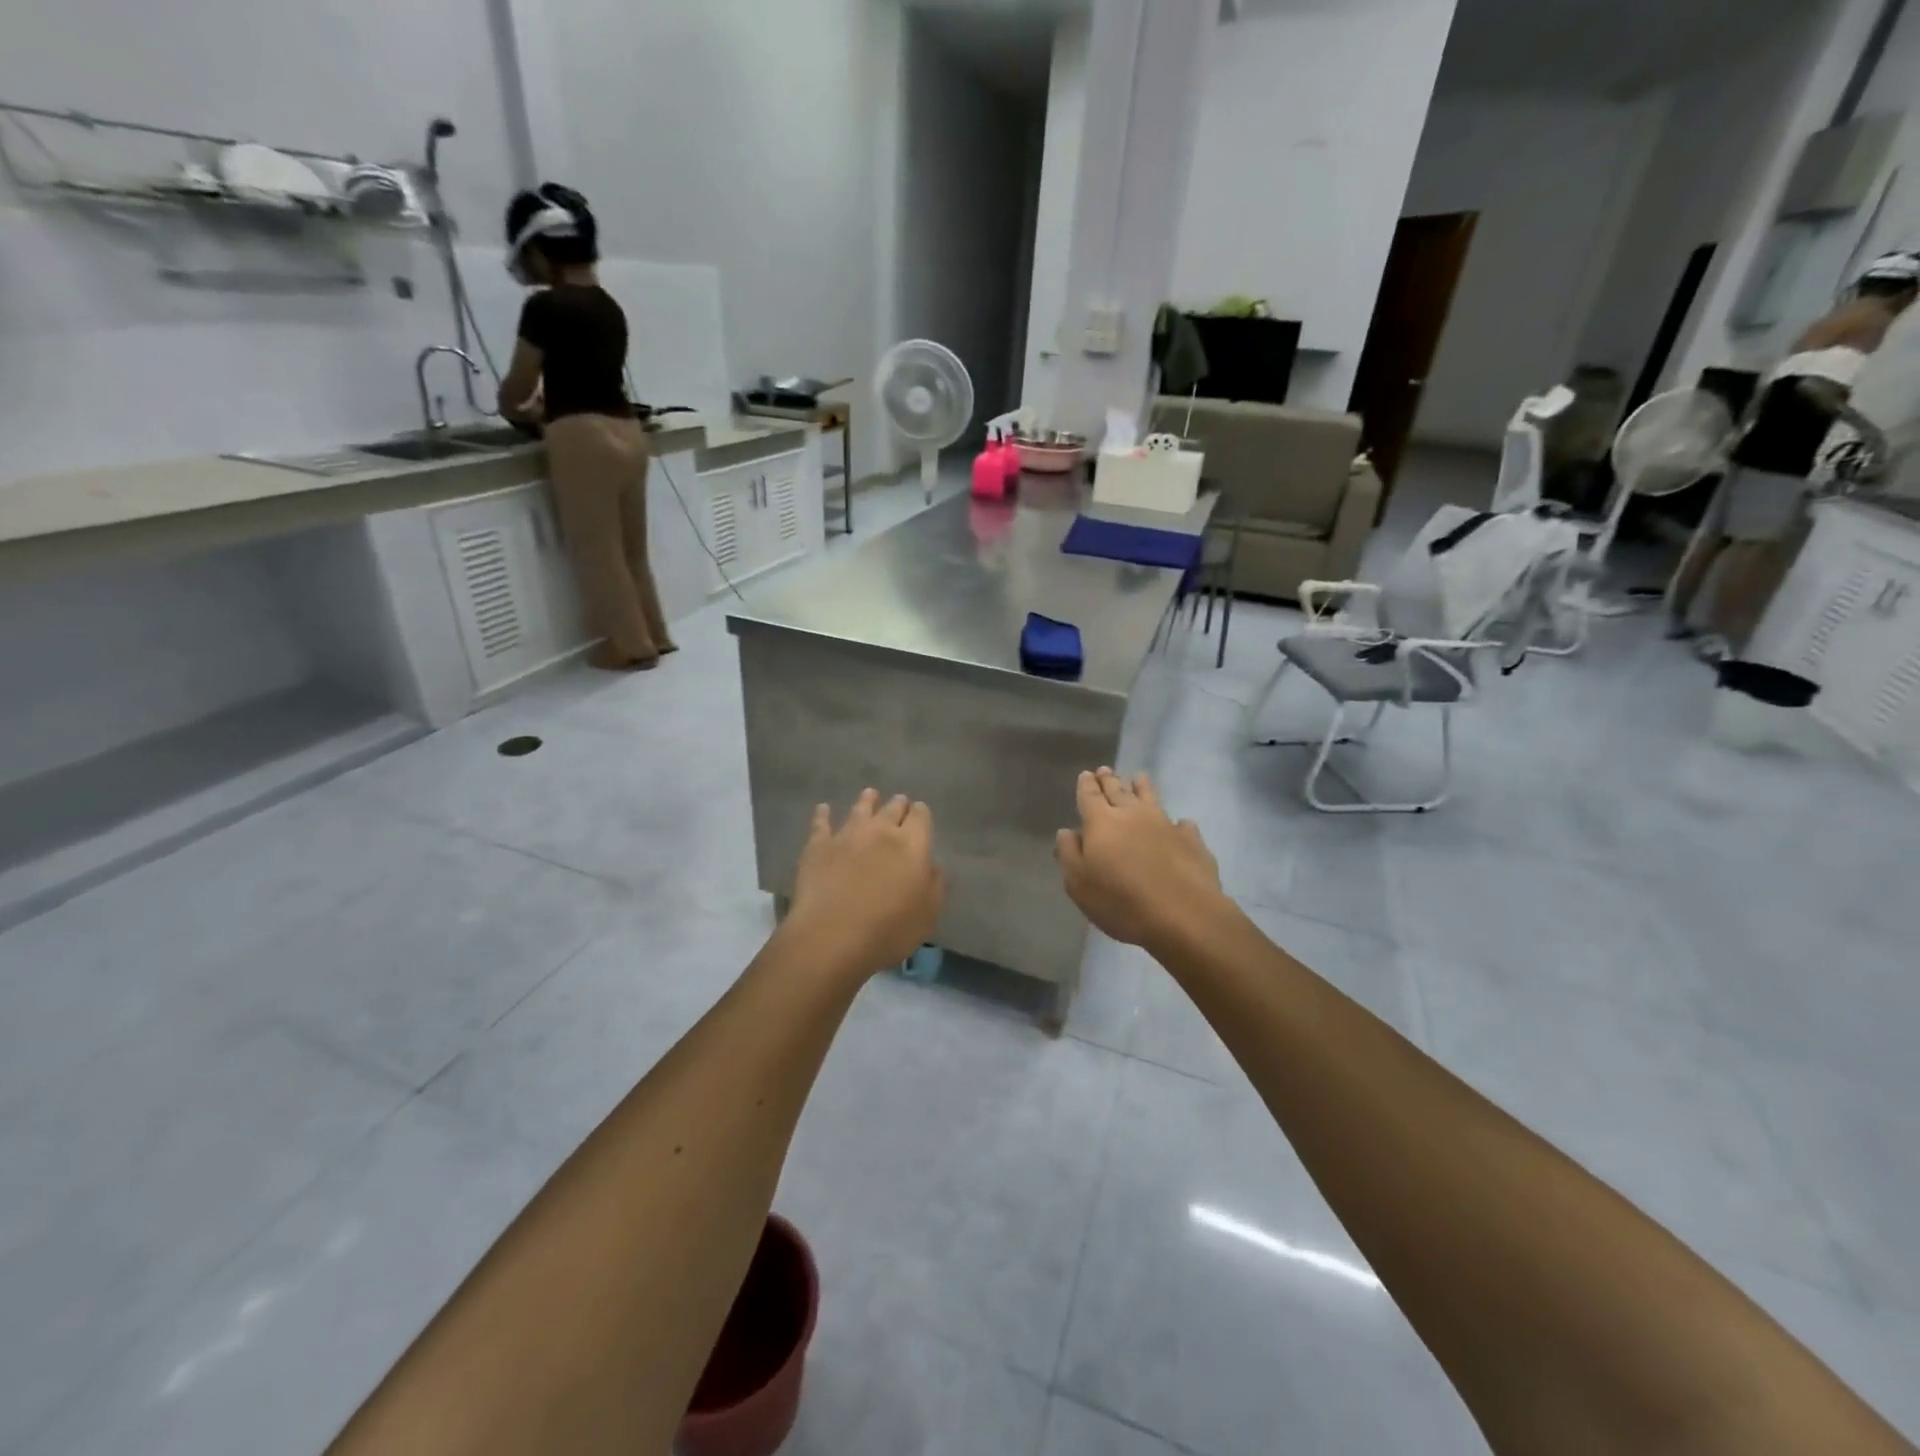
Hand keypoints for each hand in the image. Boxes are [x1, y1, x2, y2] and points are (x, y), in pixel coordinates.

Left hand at [788, 789, 944, 976]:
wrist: (832, 936)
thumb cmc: (888, 929)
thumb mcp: (928, 914)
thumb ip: (935, 884)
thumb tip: (932, 865)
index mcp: (912, 844)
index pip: (921, 817)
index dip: (921, 814)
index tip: (920, 815)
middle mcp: (881, 831)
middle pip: (892, 808)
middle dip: (898, 805)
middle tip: (899, 803)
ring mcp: (847, 835)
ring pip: (860, 809)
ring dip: (867, 800)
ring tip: (870, 794)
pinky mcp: (818, 846)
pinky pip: (821, 823)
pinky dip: (823, 814)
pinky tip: (823, 809)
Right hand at [1055, 769, 1229, 950]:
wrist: (1184, 915)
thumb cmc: (1121, 902)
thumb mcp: (1079, 884)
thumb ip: (1069, 854)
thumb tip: (1067, 831)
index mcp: (1101, 822)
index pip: (1089, 795)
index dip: (1086, 785)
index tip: (1085, 775)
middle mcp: (1132, 814)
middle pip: (1118, 790)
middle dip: (1109, 780)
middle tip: (1104, 770)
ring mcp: (1165, 824)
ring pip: (1151, 798)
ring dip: (1142, 787)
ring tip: (1138, 778)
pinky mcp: (1191, 840)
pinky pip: (1181, 824)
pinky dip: (1177, 822)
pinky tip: (1180, 823)